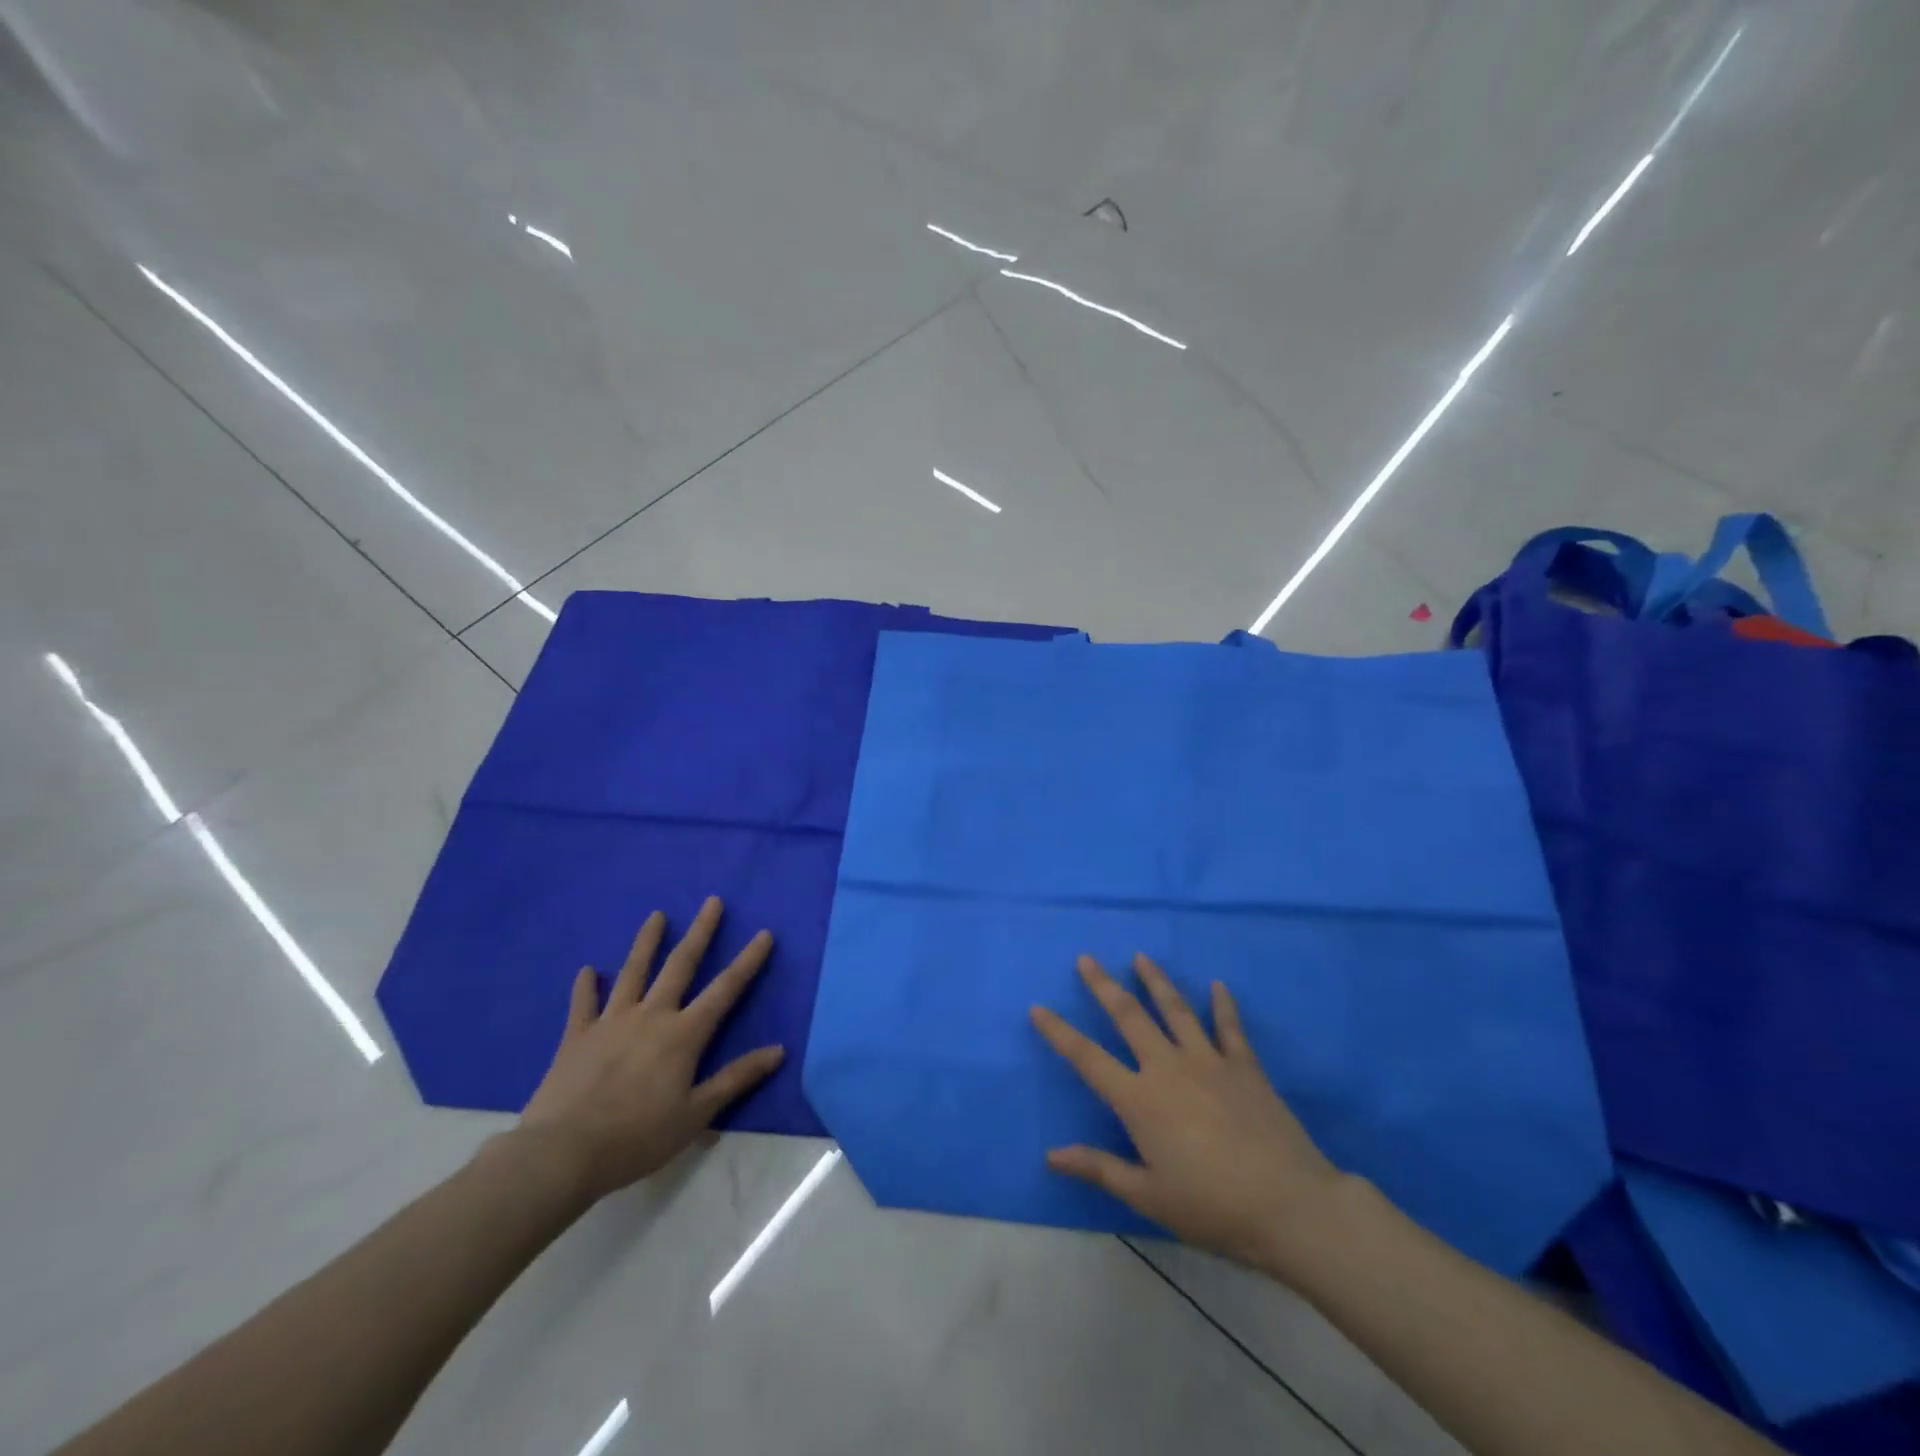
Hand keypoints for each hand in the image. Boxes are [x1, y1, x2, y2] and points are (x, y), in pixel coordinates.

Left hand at [519, 897, 783, 1200]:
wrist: (562, 1153)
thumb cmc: (636, 1137)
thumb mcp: (696, 1115)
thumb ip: (736, 1079)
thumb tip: (779, 1050)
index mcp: (683, 1035)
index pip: (725, 990)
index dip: (747, 961)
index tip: (764, 933)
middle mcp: (651, 1016)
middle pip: (680, 965)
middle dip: (700, 932)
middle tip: (712, 901)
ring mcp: (611, 1022)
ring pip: (633, 972)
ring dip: (647, 942)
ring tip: (656, 915)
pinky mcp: (578, 1036)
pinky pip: (583, 1004)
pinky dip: (586, 986)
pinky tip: (588, 970)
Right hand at [1031, 953, 1343, 1274]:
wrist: (1289, 1205)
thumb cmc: (1213, 1207)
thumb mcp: (1148, 1197)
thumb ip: (1100, 1168)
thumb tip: (1051, 1154)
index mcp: (1139, 1099)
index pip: (1087, 1058)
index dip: (1059, 1032)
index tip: (1038, 1007)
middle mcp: (1168, 1067)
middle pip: (1129, 1016)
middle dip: (1104, 985)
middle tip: (1086, 959)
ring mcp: (1208, 1060)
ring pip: (1175, 1009)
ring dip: (1155, 980)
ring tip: (1140, 957)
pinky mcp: (1244, 1065)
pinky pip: (1229, 1026)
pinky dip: (1222, 1004)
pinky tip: (1217, 985)